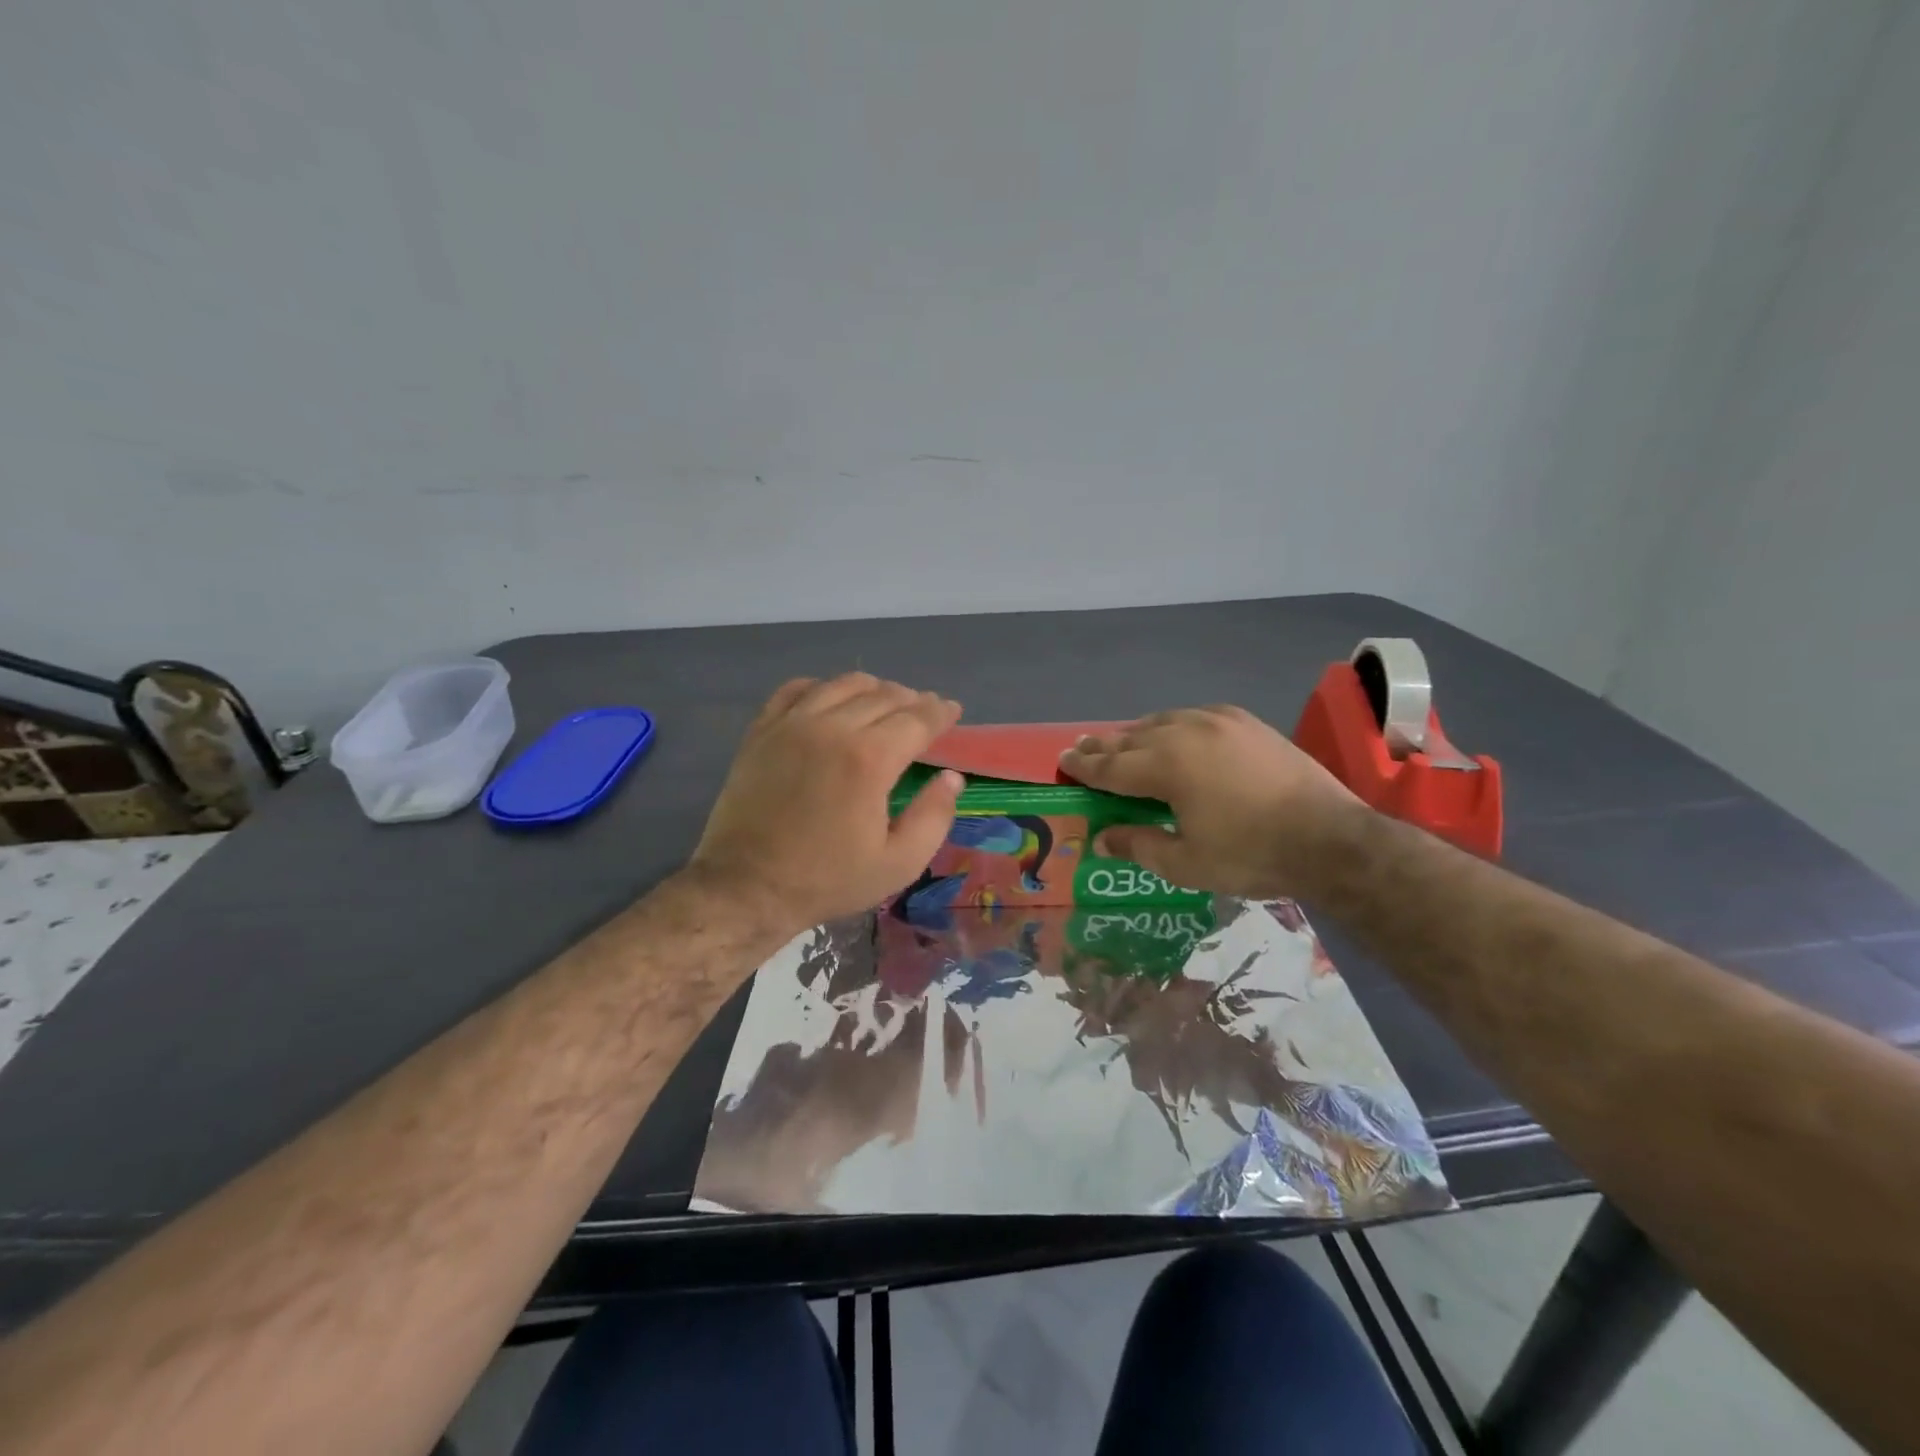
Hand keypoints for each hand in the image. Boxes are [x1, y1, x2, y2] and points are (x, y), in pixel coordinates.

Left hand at [688, 674, 964, 933]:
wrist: (746, 887)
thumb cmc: (827, 880)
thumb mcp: (898, 864)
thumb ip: (934, 816)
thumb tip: (950, 777)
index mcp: (870, 760)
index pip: (916, 719)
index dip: (940, 712)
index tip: (953, 710)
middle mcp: (832, 728)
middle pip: (884, 696)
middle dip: (912, 700)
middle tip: (925, 710)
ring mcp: (791, 725)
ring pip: (842, 685)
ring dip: (873, 688)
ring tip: (886, 700)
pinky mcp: (762, 731)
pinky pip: (796, 689)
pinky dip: (822, 687)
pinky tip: (831, 699)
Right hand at [1059, 706, 1363, 898]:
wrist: (1330, 838)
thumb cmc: (1251, 854)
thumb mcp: (1185, 863)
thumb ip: (1138, 845)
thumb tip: (1103, 839)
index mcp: (1166, 766)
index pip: (1111, 766)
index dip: (1084, 766)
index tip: (1063, 761)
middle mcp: (1186, 733)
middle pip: (1132, 738)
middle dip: (1104, 746)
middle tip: (1081, 748)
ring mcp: (1218, 722)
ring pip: (1162, 721)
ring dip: (1137, 734)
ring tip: (1121, 741)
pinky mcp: (1246, 722)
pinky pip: (1195, 716)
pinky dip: (1174, 725)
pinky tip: (1174, 733)